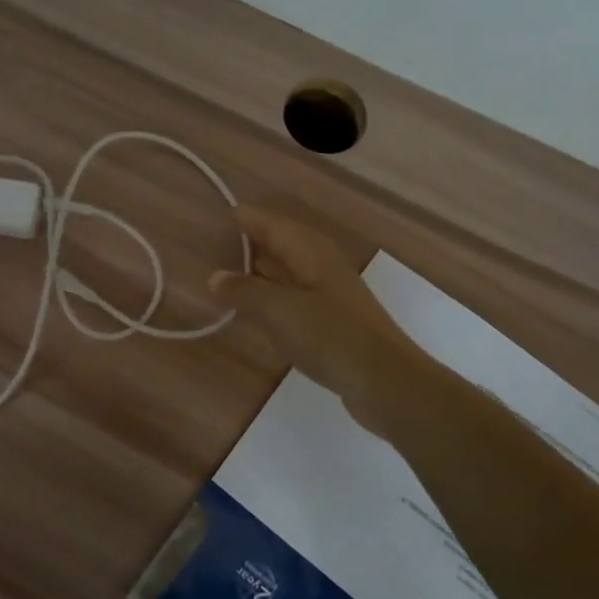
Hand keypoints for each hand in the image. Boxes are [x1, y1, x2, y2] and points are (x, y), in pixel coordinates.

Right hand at [208, 204, 413, 407]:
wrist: (385, 381)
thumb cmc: (330, 336)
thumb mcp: (278, 311)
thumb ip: (244, 291)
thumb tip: (215, 276)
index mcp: (309, 250)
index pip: (270, 223)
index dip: (244, 218)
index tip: (217, 218)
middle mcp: (320, 263)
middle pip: (280, 242)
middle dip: (249, 242)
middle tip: (213, 246)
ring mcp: (329, 291)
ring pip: (287, 269)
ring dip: (259, 270)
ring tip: (226, 275)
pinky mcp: (332, 317)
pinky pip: (294, 294)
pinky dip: (272, 294)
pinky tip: (257, 309)